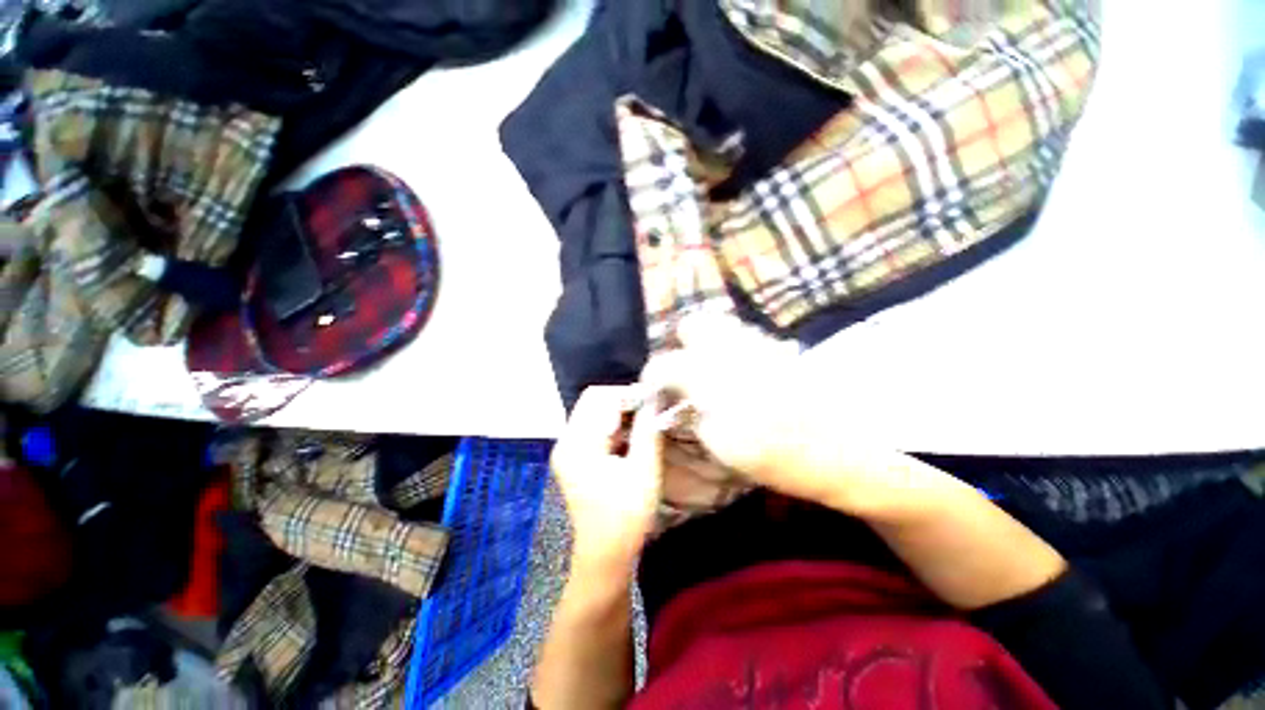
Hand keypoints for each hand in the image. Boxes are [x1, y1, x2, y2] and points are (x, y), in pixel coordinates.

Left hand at [550, 385, 662, 575]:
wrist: (604, 556)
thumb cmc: (626, 517)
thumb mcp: (643, 470)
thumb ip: (648, 430)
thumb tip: (655, 400)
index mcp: (578, 444)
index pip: (598, 397)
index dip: (627, 394)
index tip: (653, 401)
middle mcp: (566, 441)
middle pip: (593, 402)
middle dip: (624, 401)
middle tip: (651, 411)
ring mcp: (568, 449)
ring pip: (594, 413)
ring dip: (621, 414)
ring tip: (646, 422)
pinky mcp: (575, 458)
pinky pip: (595, 428)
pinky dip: (615, 426)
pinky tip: (633, 436)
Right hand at [642, 316, 954, 518]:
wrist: (844, 453)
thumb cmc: (778, 457)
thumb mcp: (723, 444)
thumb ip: (692, 411)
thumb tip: (677, 396)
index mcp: (715, 378)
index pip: (666, 364)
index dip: (653, 376)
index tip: (655, 391)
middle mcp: (734, 349)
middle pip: (693, 325)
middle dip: (680, 346)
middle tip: (684, 375)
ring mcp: (759, 343)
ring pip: (718, 324)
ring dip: (705, 344)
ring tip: (709, 373)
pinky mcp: (777, 347)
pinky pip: (741, 334)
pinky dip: (728, 346)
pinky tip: (736, 371)